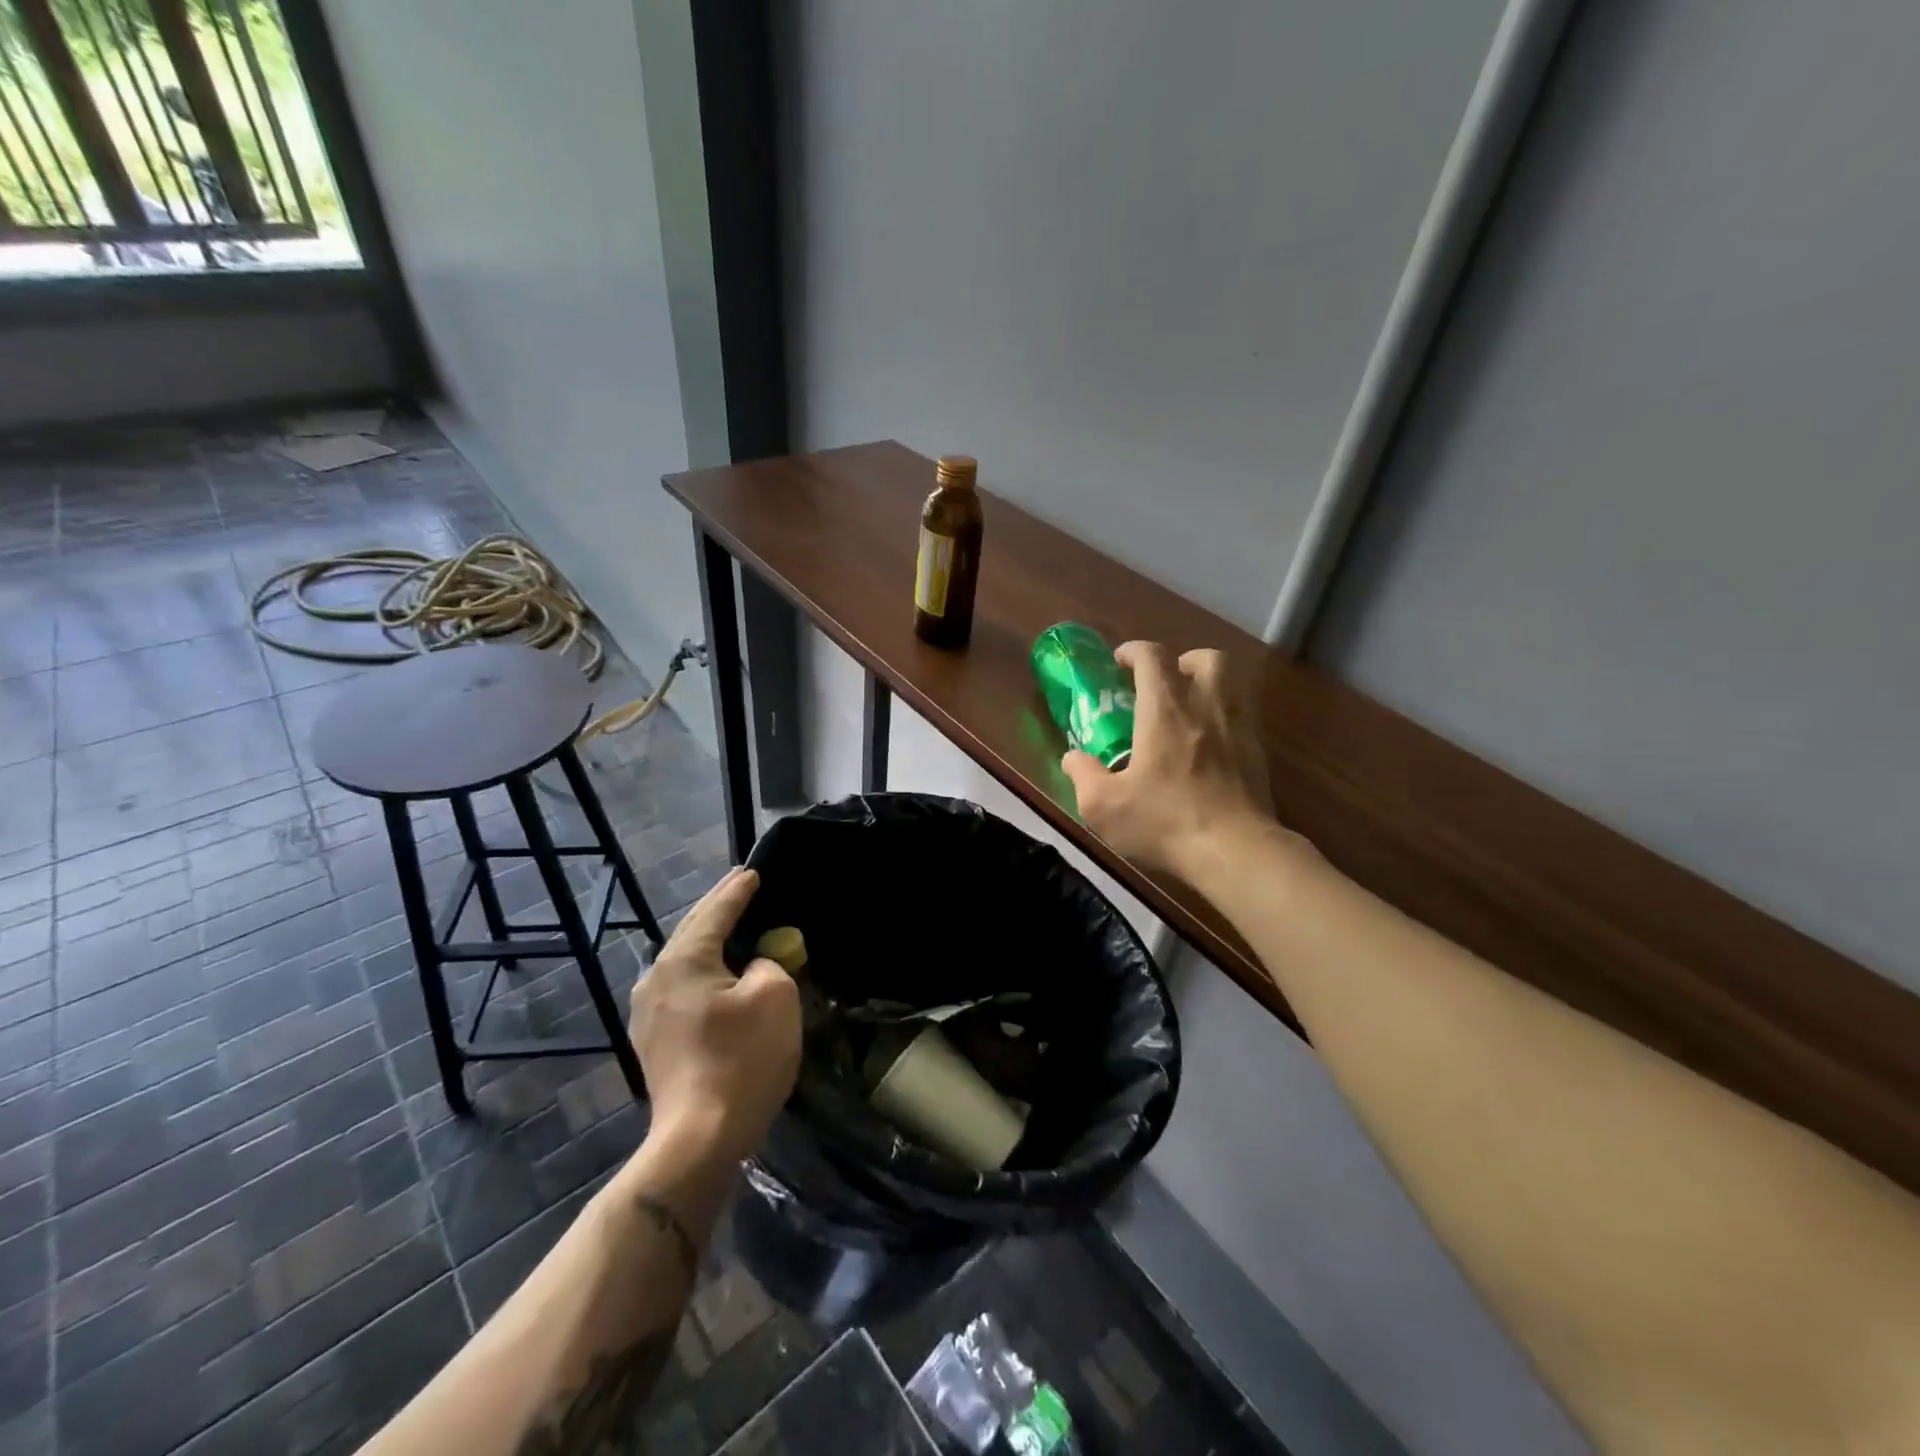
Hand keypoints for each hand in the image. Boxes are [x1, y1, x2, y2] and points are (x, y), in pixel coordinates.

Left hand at [629, 867, 799, 1163]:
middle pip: (692, 931)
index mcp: (683, 960)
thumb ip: (767, 964)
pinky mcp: (654, 1041)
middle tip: (740, 887)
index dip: (738, 891)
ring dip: (710, 942)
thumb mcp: (774, 996)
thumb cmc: (742, 1060)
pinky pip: (682, 988)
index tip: (753, 872)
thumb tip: (751, 968)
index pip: (715, 912)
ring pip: (684, 961)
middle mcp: (656, 978)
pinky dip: (704, 971)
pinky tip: (719, 975)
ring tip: (732, 926)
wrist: (699, 1139)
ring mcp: (648, 1013)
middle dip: (718, 909)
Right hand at [1062, 641, 1276, 876]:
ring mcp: (1239, 731)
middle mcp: (1206, 709)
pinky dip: (1226, 721)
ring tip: (1190, 711)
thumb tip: (1073, 758)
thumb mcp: (1103, 807)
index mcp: (1164, 713)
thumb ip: (1083, 776)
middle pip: (1208, 659)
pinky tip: (1211, 749)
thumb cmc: (1164, 823)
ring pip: (1232, 686)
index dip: (1134, 651)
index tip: (1120, 661)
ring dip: (1210, 687)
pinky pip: (1244, 720)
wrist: (1235, 852)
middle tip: (1167, 682)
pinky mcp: (1259, 756)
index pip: (1153, 658)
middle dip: (1185, 660)